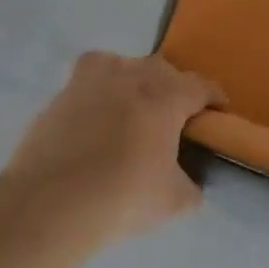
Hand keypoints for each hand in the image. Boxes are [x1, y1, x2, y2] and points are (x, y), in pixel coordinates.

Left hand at [3, 52, 222, 248]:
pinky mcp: (59, 96)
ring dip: (133, 79)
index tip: (218, 111)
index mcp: (166, 97)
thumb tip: (192, 182)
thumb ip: (190, 185)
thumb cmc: (123, 196)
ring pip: (121, 64)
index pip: (201, 85)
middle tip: (174, 116)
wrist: (50, 203)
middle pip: (162, 68)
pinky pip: (86, 81)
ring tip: (132, 106)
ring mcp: (91, 82)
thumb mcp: (174, 200)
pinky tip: (95, 117)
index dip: (214, 97)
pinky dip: (96, 92)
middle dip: (173, 87)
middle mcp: (131, 78)